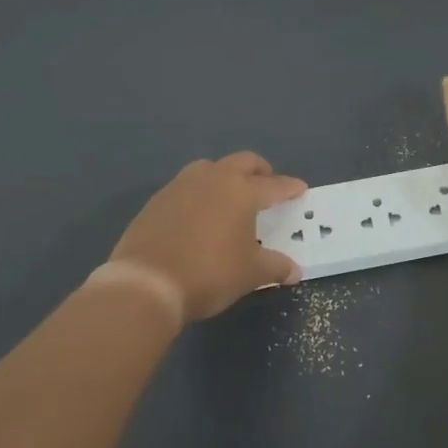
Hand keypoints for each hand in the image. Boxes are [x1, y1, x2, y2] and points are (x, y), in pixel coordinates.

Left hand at [110, 153, 306, 320]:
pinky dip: (199, 194)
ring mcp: (180, 186)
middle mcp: (213, 179)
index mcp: (241, 191)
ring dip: (225, 177)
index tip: (300, 189)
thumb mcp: (250, 274)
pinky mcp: (156, 200)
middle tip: (267, 185)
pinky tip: (199, 215)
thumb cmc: (209, 274)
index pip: (274, 185)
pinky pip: (186, 187)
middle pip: (242, 162)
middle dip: (259, 171)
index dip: (290, 188)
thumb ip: (275, 267)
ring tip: (230, 197)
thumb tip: (294, 271)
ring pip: (210, 168)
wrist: (146, 284)